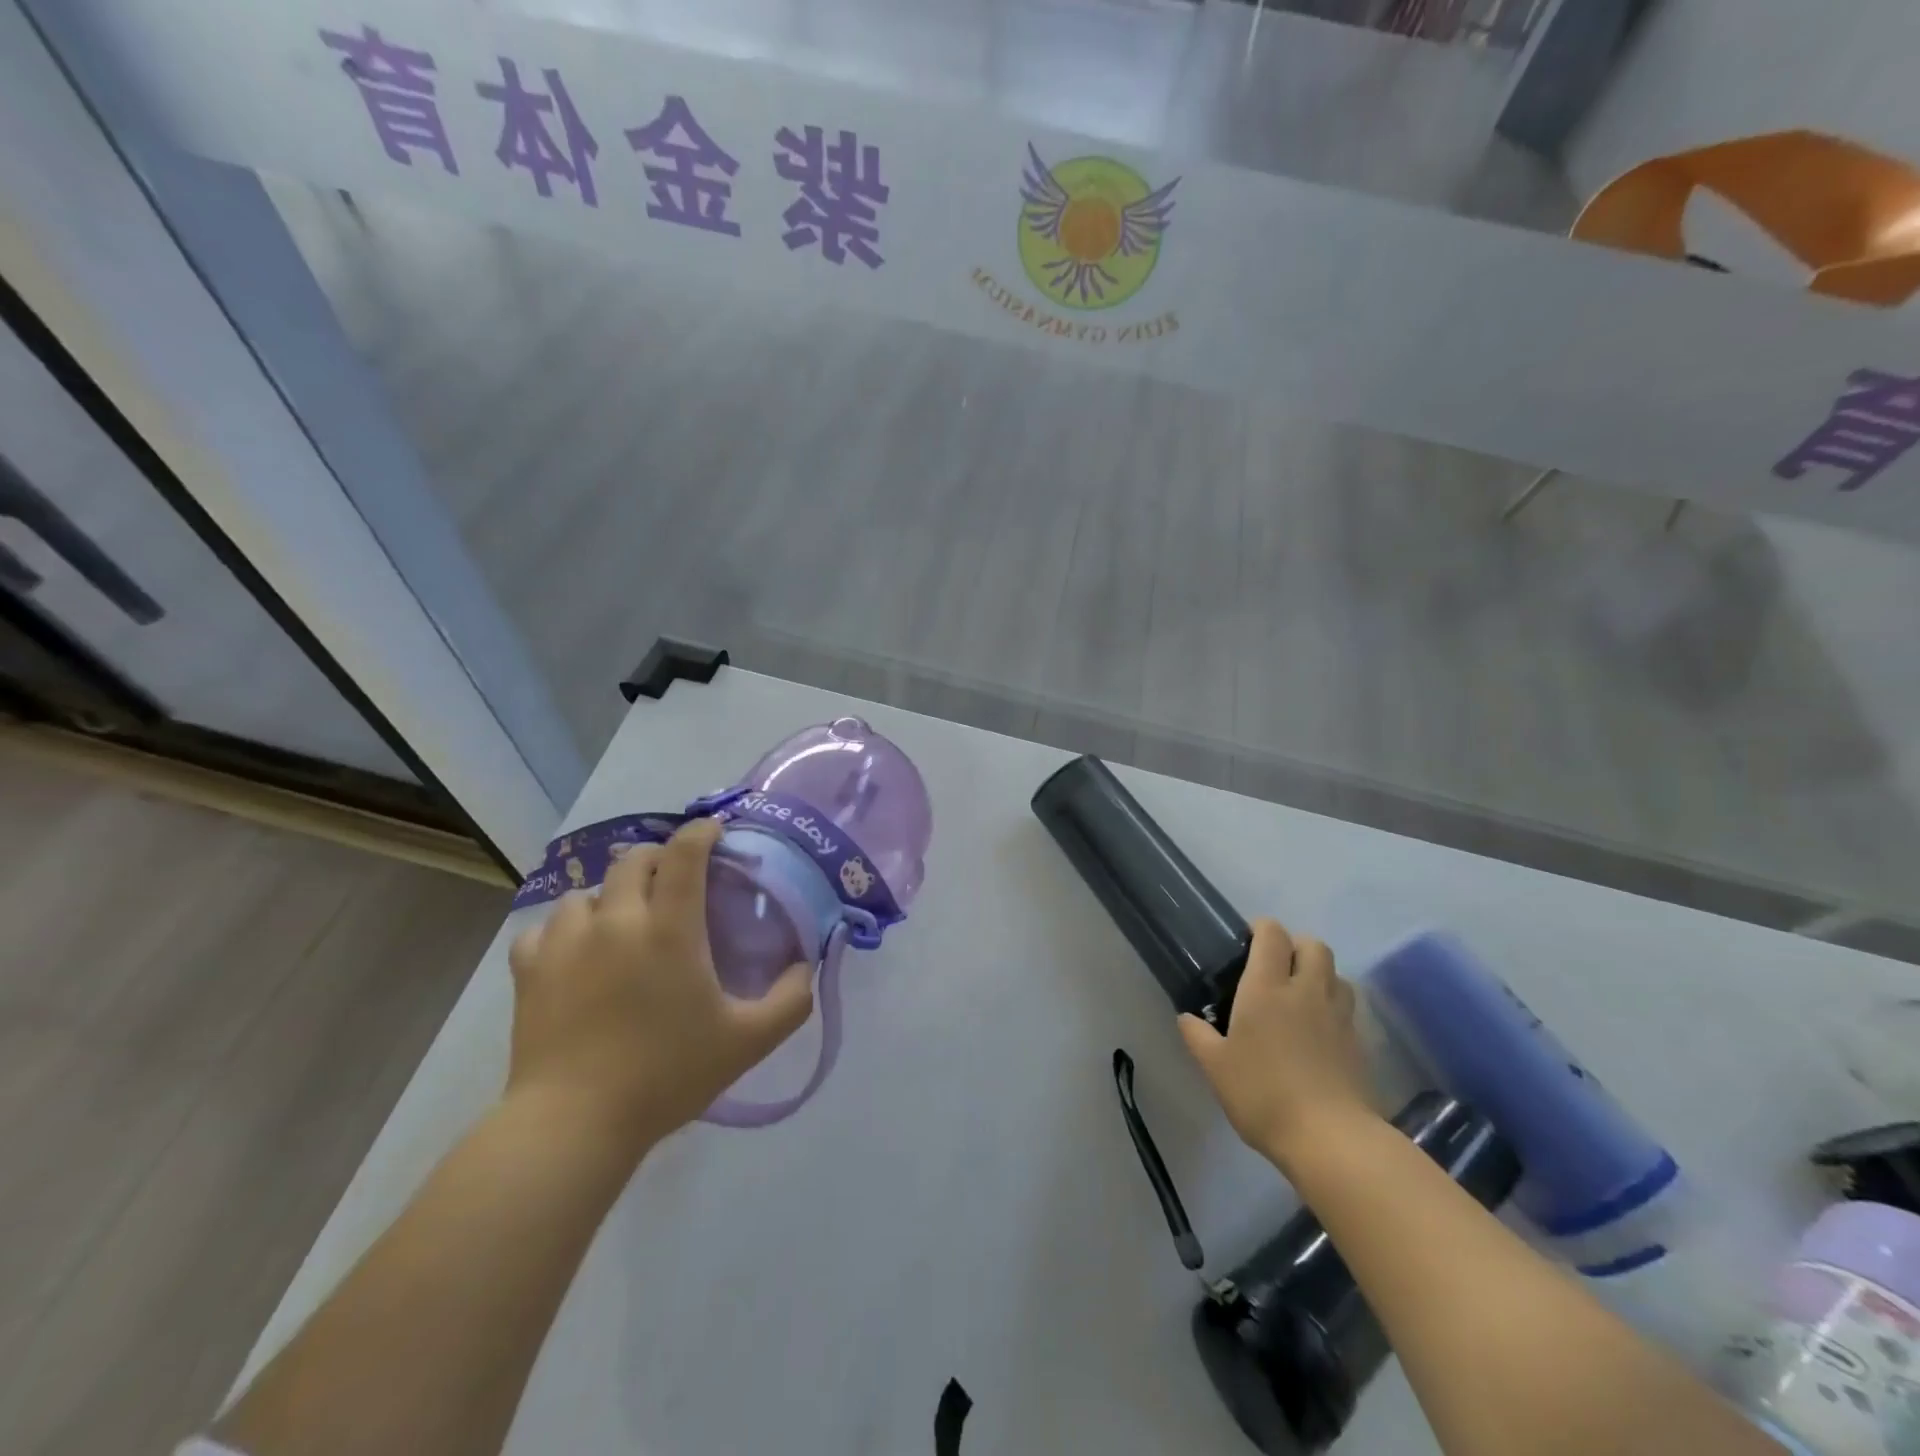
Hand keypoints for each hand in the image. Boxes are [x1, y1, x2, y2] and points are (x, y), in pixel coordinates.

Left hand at [506, 817, 814, 1151]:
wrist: (574, 1124)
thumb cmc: (666, 1075)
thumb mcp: (748, 1042)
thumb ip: (791, 999)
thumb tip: (806, 965)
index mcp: (669, 928)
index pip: (684, 853)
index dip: (701, 832)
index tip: (714, 832)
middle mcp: (615, 920)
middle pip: (633, 859)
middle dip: (658, 858)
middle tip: (676, 881)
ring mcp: (565, 942)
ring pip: (585, 891)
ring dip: (609, 896)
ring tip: (622, 921)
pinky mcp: (529, 970)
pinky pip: (544, 929)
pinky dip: (563, 931)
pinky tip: (574, 952)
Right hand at [1179, 919, 1376, 1168]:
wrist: (1330, 1138)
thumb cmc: (1262, 1094)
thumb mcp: (1215, 1067)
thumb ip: (1198, 1036)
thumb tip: (1186, 1017)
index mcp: (1266, 987)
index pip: (1272, 934)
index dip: (1261, 928)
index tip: (1247, 941)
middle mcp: (1306, 990)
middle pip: (1313, 945)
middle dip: (1295, 946)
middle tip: (1275, 967)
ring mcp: (1337, 1015)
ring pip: (1336, 973)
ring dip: (1320, 974)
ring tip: (1301, 995)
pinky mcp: (1358, 1042)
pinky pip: (1347, 1007)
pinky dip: (1334, 1005)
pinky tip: (1319, 1029)